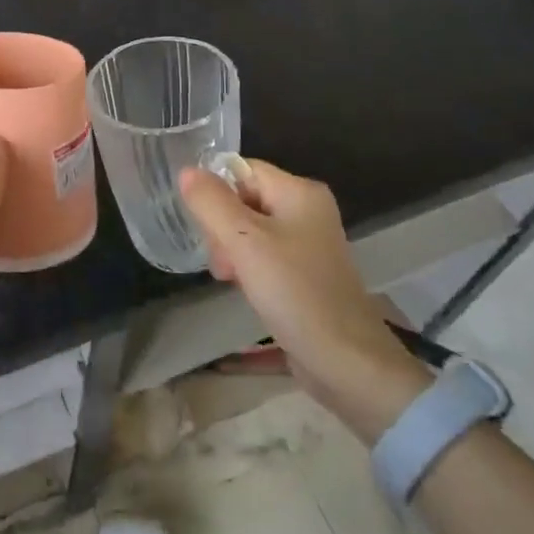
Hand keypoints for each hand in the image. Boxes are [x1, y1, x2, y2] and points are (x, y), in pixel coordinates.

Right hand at [179, 160, 423, 433]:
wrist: (347, 363)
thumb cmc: (296, 293)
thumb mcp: (244, 242)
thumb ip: (211, 203)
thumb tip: (186, 171)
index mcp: (300, 192)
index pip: (241, 170)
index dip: (217, 194)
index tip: (207, 229)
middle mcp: (307, 209)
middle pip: (244, 199)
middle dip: (222, 227)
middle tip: (223, 263)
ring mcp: (309, 242)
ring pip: (249, 229)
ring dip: (232, 250)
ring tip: (230, 279)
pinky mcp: (306, 271)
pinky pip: (264, 253)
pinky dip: (248, 266)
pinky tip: (245, 288)